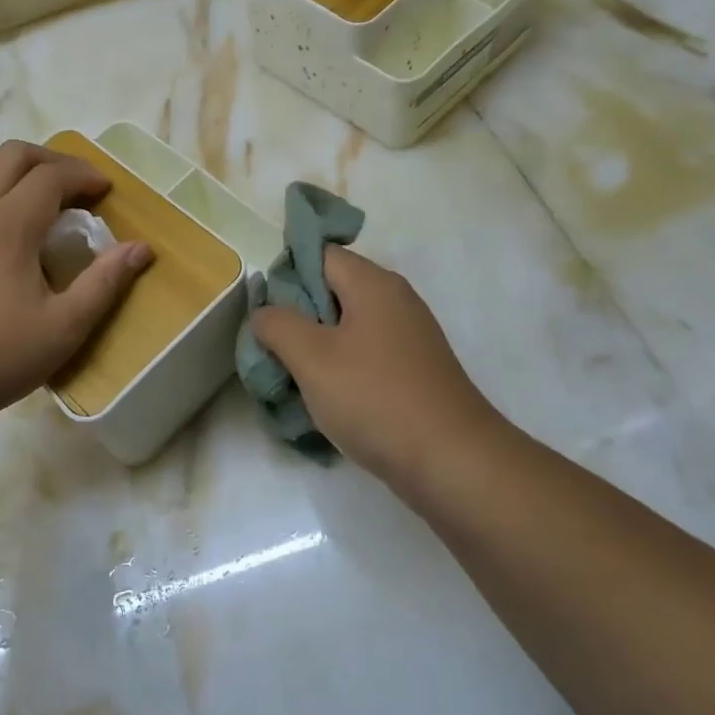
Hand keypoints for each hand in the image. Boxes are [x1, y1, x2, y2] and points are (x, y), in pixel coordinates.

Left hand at [0, 141, 151, 422]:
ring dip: (17, 167)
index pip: (49, 176)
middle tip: (78, 185)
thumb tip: (141, 249)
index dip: (83, 175)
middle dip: (52, 160)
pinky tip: (6, 219)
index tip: (106, 190)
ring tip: (41, 193)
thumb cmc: (0, 356)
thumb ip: (105, 282)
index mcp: (7, 228)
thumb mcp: (65, 326)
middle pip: (12, 155)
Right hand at [250, 246, 501, 484]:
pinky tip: (324, 396)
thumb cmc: (375, 398)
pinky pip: (365, 352)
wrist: (451, 461)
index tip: (263, 308)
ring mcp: (409, 336)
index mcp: (373, 284)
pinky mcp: (414, 369)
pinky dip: (340, 366)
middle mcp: (395, 300)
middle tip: (269, 344)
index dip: (285, 273)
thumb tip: (264, 312)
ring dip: (315, 344)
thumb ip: (278, 325)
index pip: (319, 253)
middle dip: (296, 313)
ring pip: (347, 325)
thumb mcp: (311, 358)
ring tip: (290, 374)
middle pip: (332, 288)